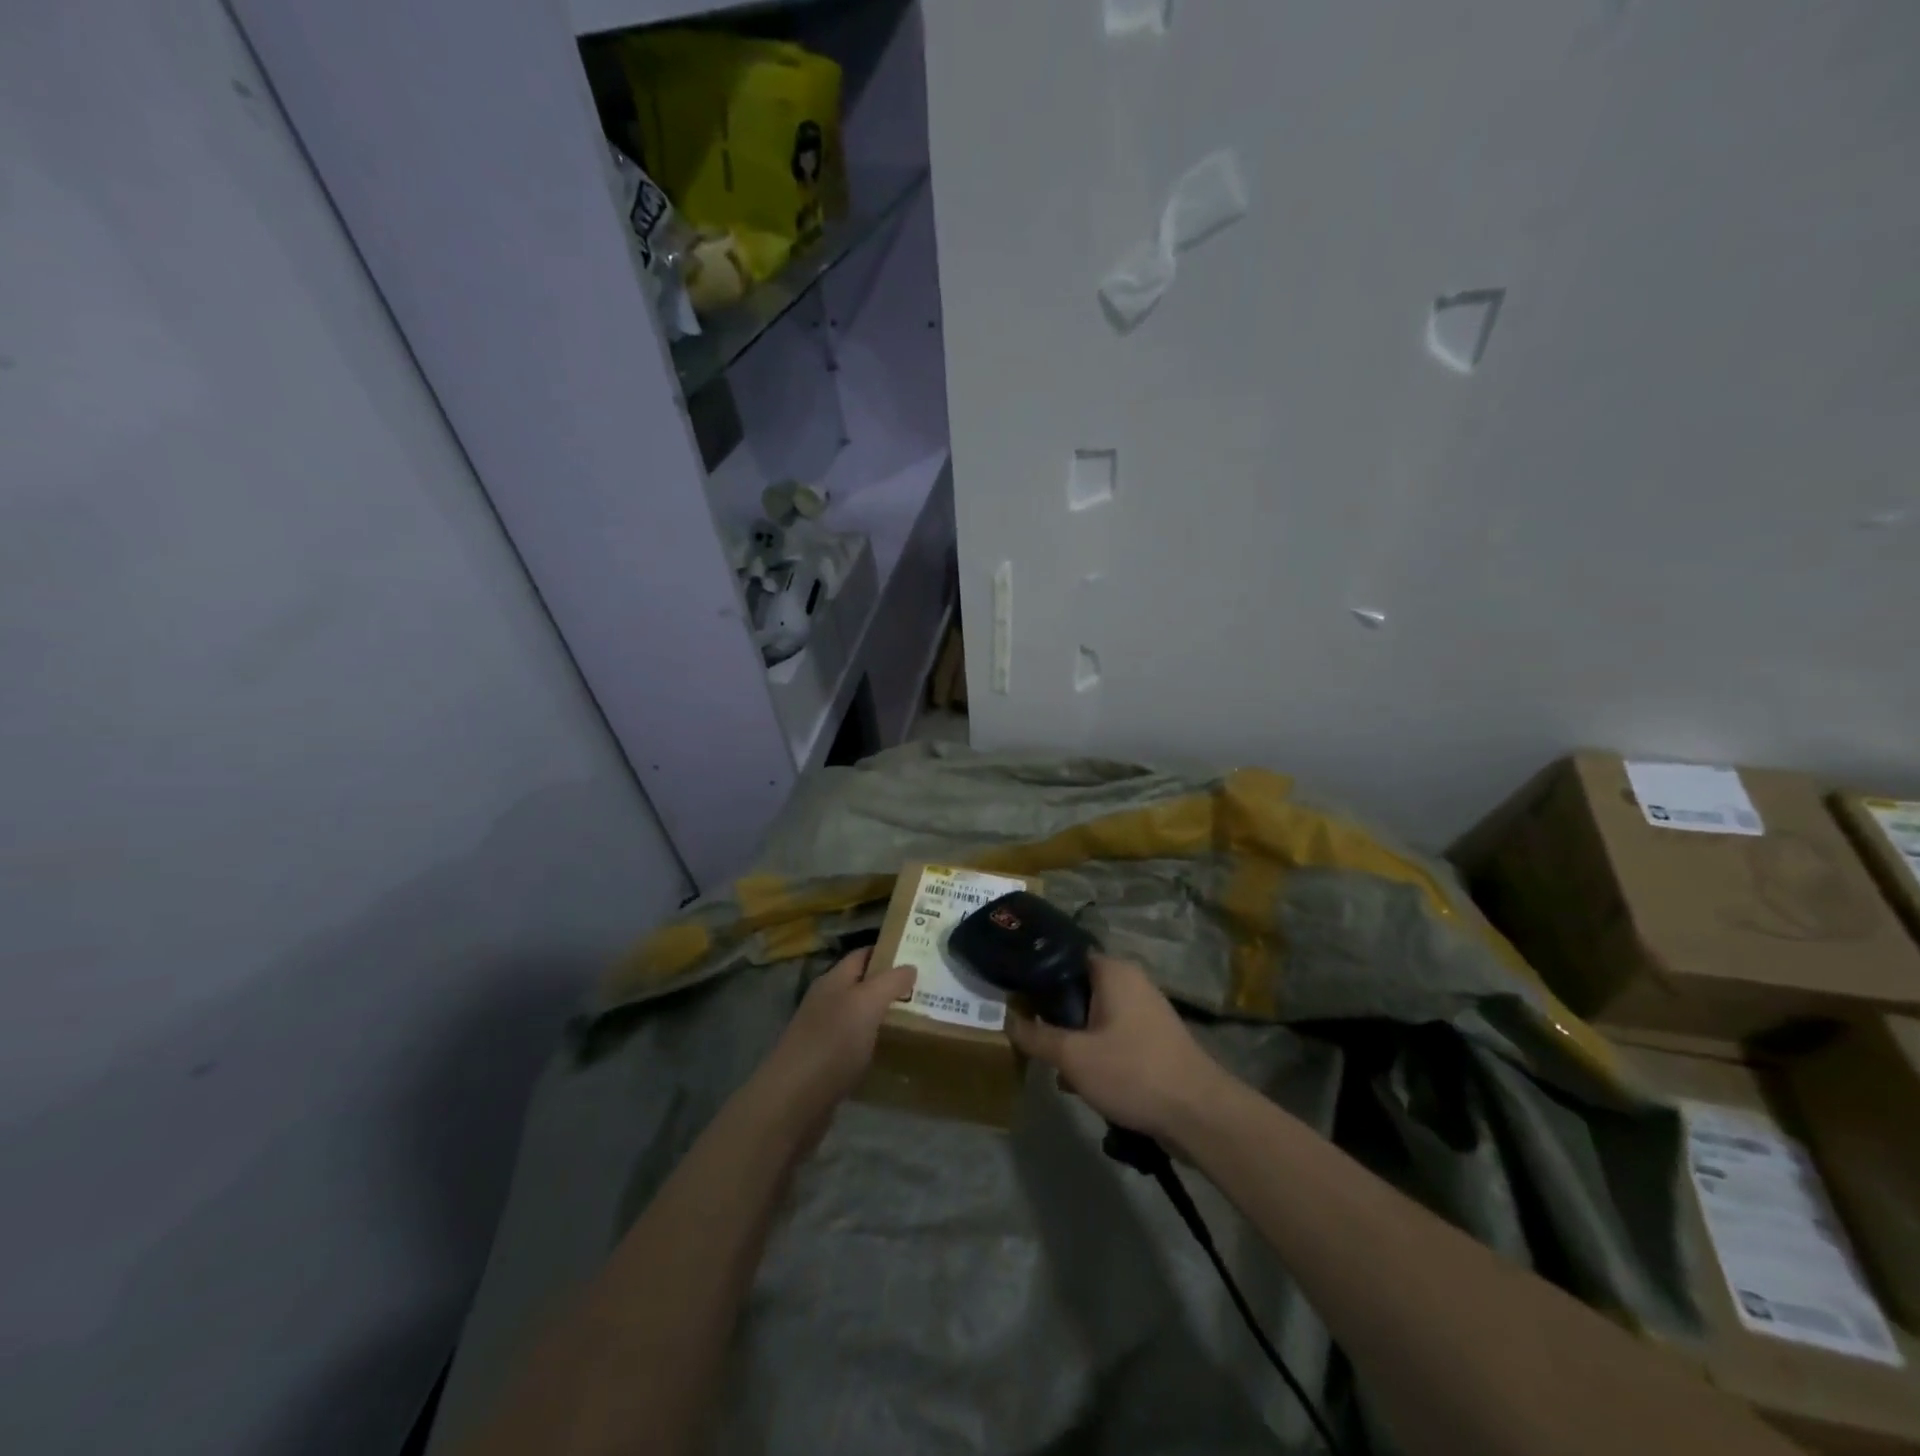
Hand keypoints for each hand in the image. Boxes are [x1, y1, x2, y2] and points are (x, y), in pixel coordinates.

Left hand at [752, 948, 914, 1128]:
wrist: (794, 1101)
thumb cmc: (832, 1043)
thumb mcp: (866, 1003)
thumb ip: (890, 982)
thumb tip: (910, 966)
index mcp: (833, 981)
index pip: (862, 955)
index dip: (887, 952)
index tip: (918, 954)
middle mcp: (826, 1002)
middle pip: (862, 986)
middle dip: (891, 986)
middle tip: (926, 989)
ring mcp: (824, 1034)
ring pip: (860, 1016)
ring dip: (884, 1016)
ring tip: (919, 1018)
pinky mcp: (826, 1064)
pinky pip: (856, 1045)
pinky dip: (875, 1044)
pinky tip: (894, 1052)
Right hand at [1007, 955, 1228, 1142]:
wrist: (1199, 1114)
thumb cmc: (1132, 1071)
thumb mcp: (1073, 1056)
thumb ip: (1036, 1036)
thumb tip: (1008, 1020)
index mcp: (1113, 971)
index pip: (1064, 957)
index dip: (1037, 974)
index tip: (1015, 995)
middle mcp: (1131, 981)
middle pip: (1078, 989)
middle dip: (1054, 1015)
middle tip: (1032, 1036)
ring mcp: (1146, 1011)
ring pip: (1094, 1016)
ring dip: (1074, 1039)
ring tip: (1054, 1066)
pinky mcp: (1154, 1039)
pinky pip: (1113, 1035)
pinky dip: (1095, 1052)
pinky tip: (1081, 1082)